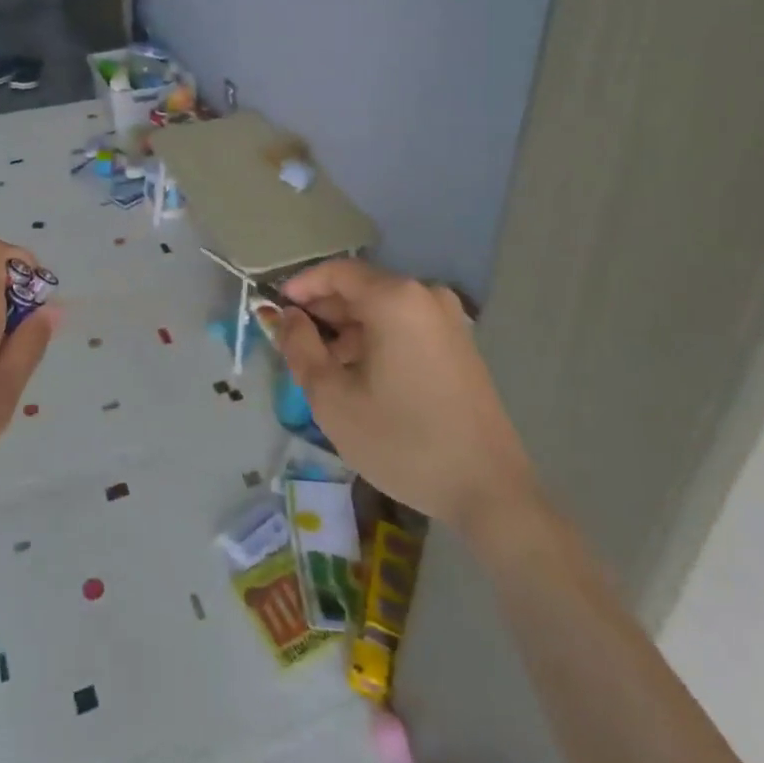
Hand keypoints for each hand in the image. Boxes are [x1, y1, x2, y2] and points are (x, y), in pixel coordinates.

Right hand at [269, 259, 534, 531]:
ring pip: (382, 310)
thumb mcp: (333, 398)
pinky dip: (376, 340)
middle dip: (323, 312)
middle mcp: (425, 295)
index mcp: (395, 298)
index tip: (274, 310)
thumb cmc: (402, 441)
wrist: (489, 490)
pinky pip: (405, 326)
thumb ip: (300, 348)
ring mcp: (448, 319)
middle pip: (361, 289)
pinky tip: (362, 377)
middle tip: (294, 344)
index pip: (336, 272)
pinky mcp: (459, 344)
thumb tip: (287, 317)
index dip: (301, 286)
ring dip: (348, 330)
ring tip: (325, 369)